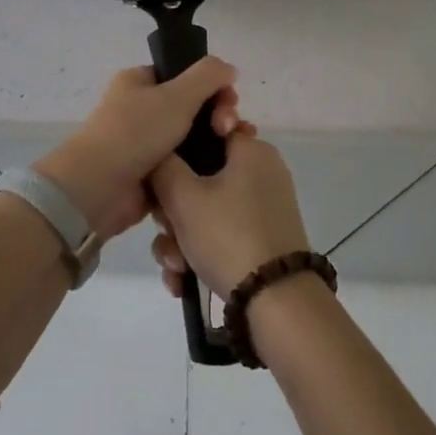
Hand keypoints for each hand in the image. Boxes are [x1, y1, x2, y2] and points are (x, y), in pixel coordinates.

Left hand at [32, 60, 240, 240]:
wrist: (98, 188)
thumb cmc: (135, 132)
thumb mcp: (176, 95)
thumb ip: (208, 75)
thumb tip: (229, 69)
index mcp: (139, 82)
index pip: (183, 75)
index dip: (212, 85)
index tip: (230, 100)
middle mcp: (140, 109)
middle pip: (192, 107)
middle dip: (217, 115)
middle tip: (228, 129)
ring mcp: (145, 144)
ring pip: (192, 138)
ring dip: (215, 143)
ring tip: (234, 151)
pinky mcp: (152, 175)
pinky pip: (184, 166)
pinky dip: (202, 168)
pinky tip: (223, 172)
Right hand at [148, 133, 310, 300]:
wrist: (277, 302)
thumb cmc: (228, 236)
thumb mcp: (182, 196)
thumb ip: (162, 165)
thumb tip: (158, 154)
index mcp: (251, 151)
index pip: (204, 133)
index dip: (174, 155)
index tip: (158, 181)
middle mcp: (262, 173)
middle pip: (200, 178)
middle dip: (172, 212)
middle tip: (165, 230)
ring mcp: (264, 208)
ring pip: (206, 212)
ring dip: (180, 240)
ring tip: (176, 268)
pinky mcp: (263, 239)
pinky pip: (221, 234)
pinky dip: (200, 254)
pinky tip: (183, 280)